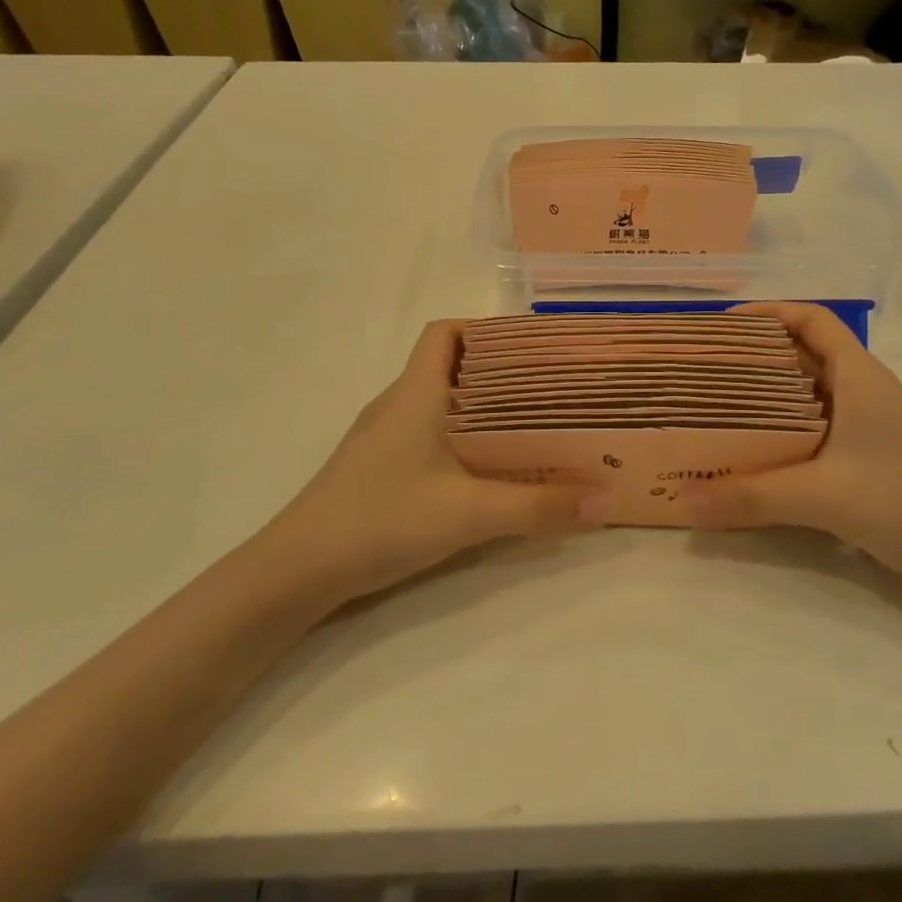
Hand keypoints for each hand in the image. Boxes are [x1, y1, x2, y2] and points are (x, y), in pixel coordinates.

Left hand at [265, 320, 604, 602]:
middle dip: (498, 374)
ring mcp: (381, 440)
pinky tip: (482, 473)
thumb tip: (605, 500)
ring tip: (528, 429)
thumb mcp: (469, 513)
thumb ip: (539, 507)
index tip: (531, 349)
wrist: (297, 571)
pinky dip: (459, 442)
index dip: (485, 330)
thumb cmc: (381, 518)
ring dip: (479, 411)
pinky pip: (426, 438)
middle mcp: (396, 405)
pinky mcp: (376, 471)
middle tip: (548, 392)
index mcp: (415, 393)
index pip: (445, 332)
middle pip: (449, 368)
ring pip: (438, 406)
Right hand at [674, 303, 901, 598]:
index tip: (719, 328)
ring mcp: (867, 428)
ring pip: (806, 397)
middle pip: (801, 356)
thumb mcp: (825, 496)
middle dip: (752, 358)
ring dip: (764, 399)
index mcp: (858, 376)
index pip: (811, 320)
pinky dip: (780, 435)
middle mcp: (862, 392)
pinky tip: (752, 457)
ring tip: (714, 411)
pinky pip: (813, 433)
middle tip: (702, 372)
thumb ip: (752, 497)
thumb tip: (684, 503)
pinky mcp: (867, 461)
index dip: (767, 314)